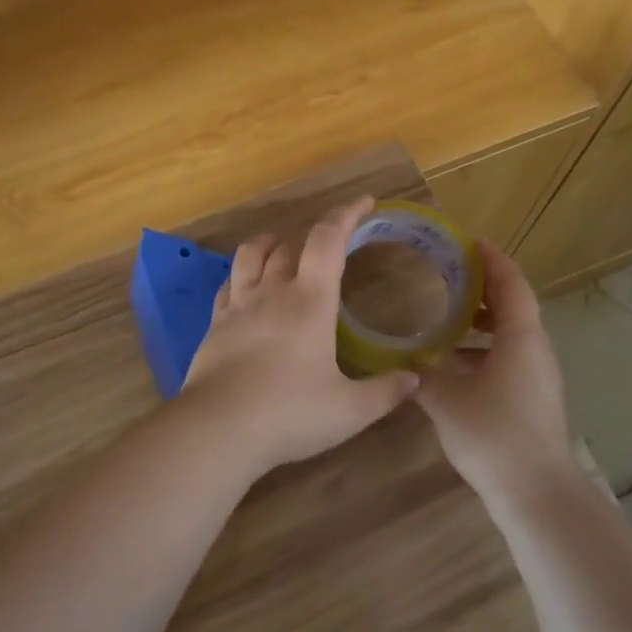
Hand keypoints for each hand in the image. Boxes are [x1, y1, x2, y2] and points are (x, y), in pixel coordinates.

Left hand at [181, 197, 419, 476]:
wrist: (217, 429)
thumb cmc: (289, 413)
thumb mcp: (349, 410)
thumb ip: (385, 392)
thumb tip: (416, 380)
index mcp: (310, 301)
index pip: (328, 239)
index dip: (346, 214)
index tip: (364, 202)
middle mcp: (272, 292)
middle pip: (290, 245)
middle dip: (313, 235)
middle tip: (330, 242)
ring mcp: (238, 306)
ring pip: (250, 256)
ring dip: (269, 244)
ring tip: (282, 247)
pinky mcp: (215, 325)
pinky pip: (227, 285)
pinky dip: (241, 275)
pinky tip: (245, 286)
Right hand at [414, 241, 573, 503]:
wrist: (537, 494)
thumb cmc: (494, 435)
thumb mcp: (446, 399)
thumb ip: (422, 373)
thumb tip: (403, 357)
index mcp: (520, 338)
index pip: (510, 284)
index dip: (492, 259)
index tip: (469, 241)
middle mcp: (535, 350)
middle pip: (513, 306)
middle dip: (482, 288)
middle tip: (447, 274)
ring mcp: (537, 377)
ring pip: (510, 334)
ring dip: (481, 321)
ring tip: (445, 316)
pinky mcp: (532, 399)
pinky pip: (508, 357)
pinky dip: (482, 349)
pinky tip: (451, 364)